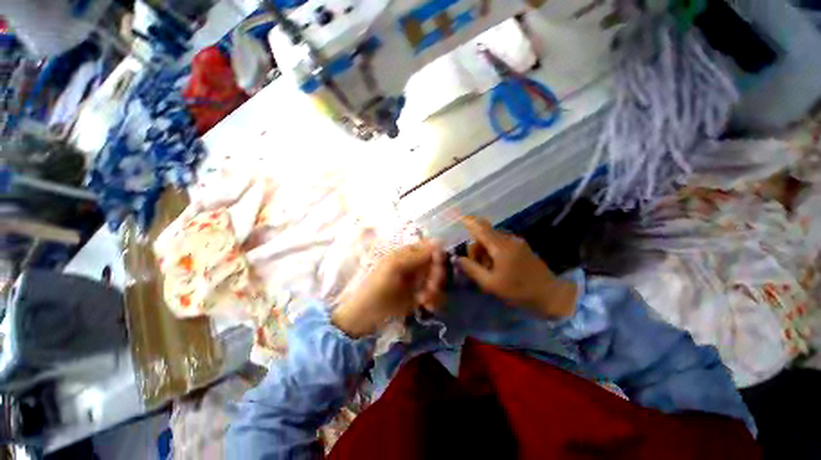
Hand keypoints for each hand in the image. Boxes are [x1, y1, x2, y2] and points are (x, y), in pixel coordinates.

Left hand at [332, 241, 445, 337]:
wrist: (365, 316)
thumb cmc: (376, 287)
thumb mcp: (394, 267)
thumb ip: (416, 255)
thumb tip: (439, 242)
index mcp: (408, 254)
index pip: (431, 248)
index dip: (438, 257)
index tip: (437, 268)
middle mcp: (415, 265)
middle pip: (437, 265)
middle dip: (436, 277)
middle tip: (429, 289)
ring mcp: (418, 280)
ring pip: (438, 280)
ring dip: (435, 291)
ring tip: (424, 300)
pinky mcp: (420, 295)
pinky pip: (435, 294)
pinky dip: (434, 299)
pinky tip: (427, 306)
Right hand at [455, 216, 576, 318]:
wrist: (550, 294)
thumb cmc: (518, 290)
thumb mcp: (490, 284)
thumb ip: (472, 269)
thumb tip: (458, 258)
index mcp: (501, 246)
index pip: (481, 227)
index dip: (469, 222)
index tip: (459, 219)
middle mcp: (509, 239)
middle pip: (484, 234)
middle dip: (476, 247)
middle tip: (477, 265)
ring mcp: (516, 242)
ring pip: (492, 238)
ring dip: (484, 250)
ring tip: (488, 268)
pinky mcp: (521, 246)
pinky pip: (501, 243)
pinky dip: (493, 251)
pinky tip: (496, 266)